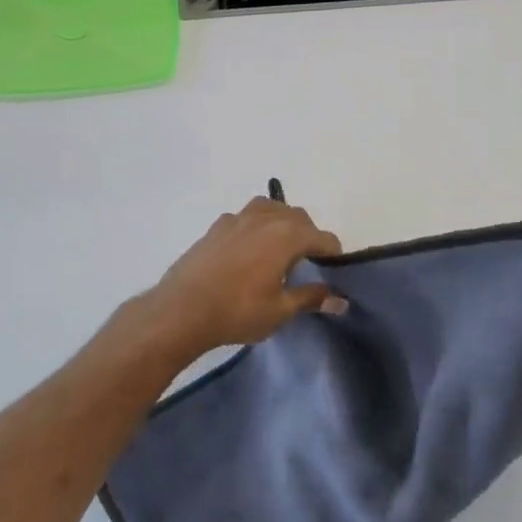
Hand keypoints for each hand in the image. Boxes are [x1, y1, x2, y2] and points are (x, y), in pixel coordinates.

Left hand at [138, 198, 343, 357]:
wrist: (181, 310)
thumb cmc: (237, 311)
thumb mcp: (280, 311)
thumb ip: (312, 298)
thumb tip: (340, 300)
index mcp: (287, 235)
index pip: (323, 238)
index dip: (333, 255)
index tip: (333, 274)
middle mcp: (265, 217)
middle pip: (299, 218)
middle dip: (309, 236)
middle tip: (308, 265)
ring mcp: (238, 218)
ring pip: (271, 209)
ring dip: (282, 224)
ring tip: (279, 251)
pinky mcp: (216, 226)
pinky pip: (246, 217)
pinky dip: (256, 227)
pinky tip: (248, 251)